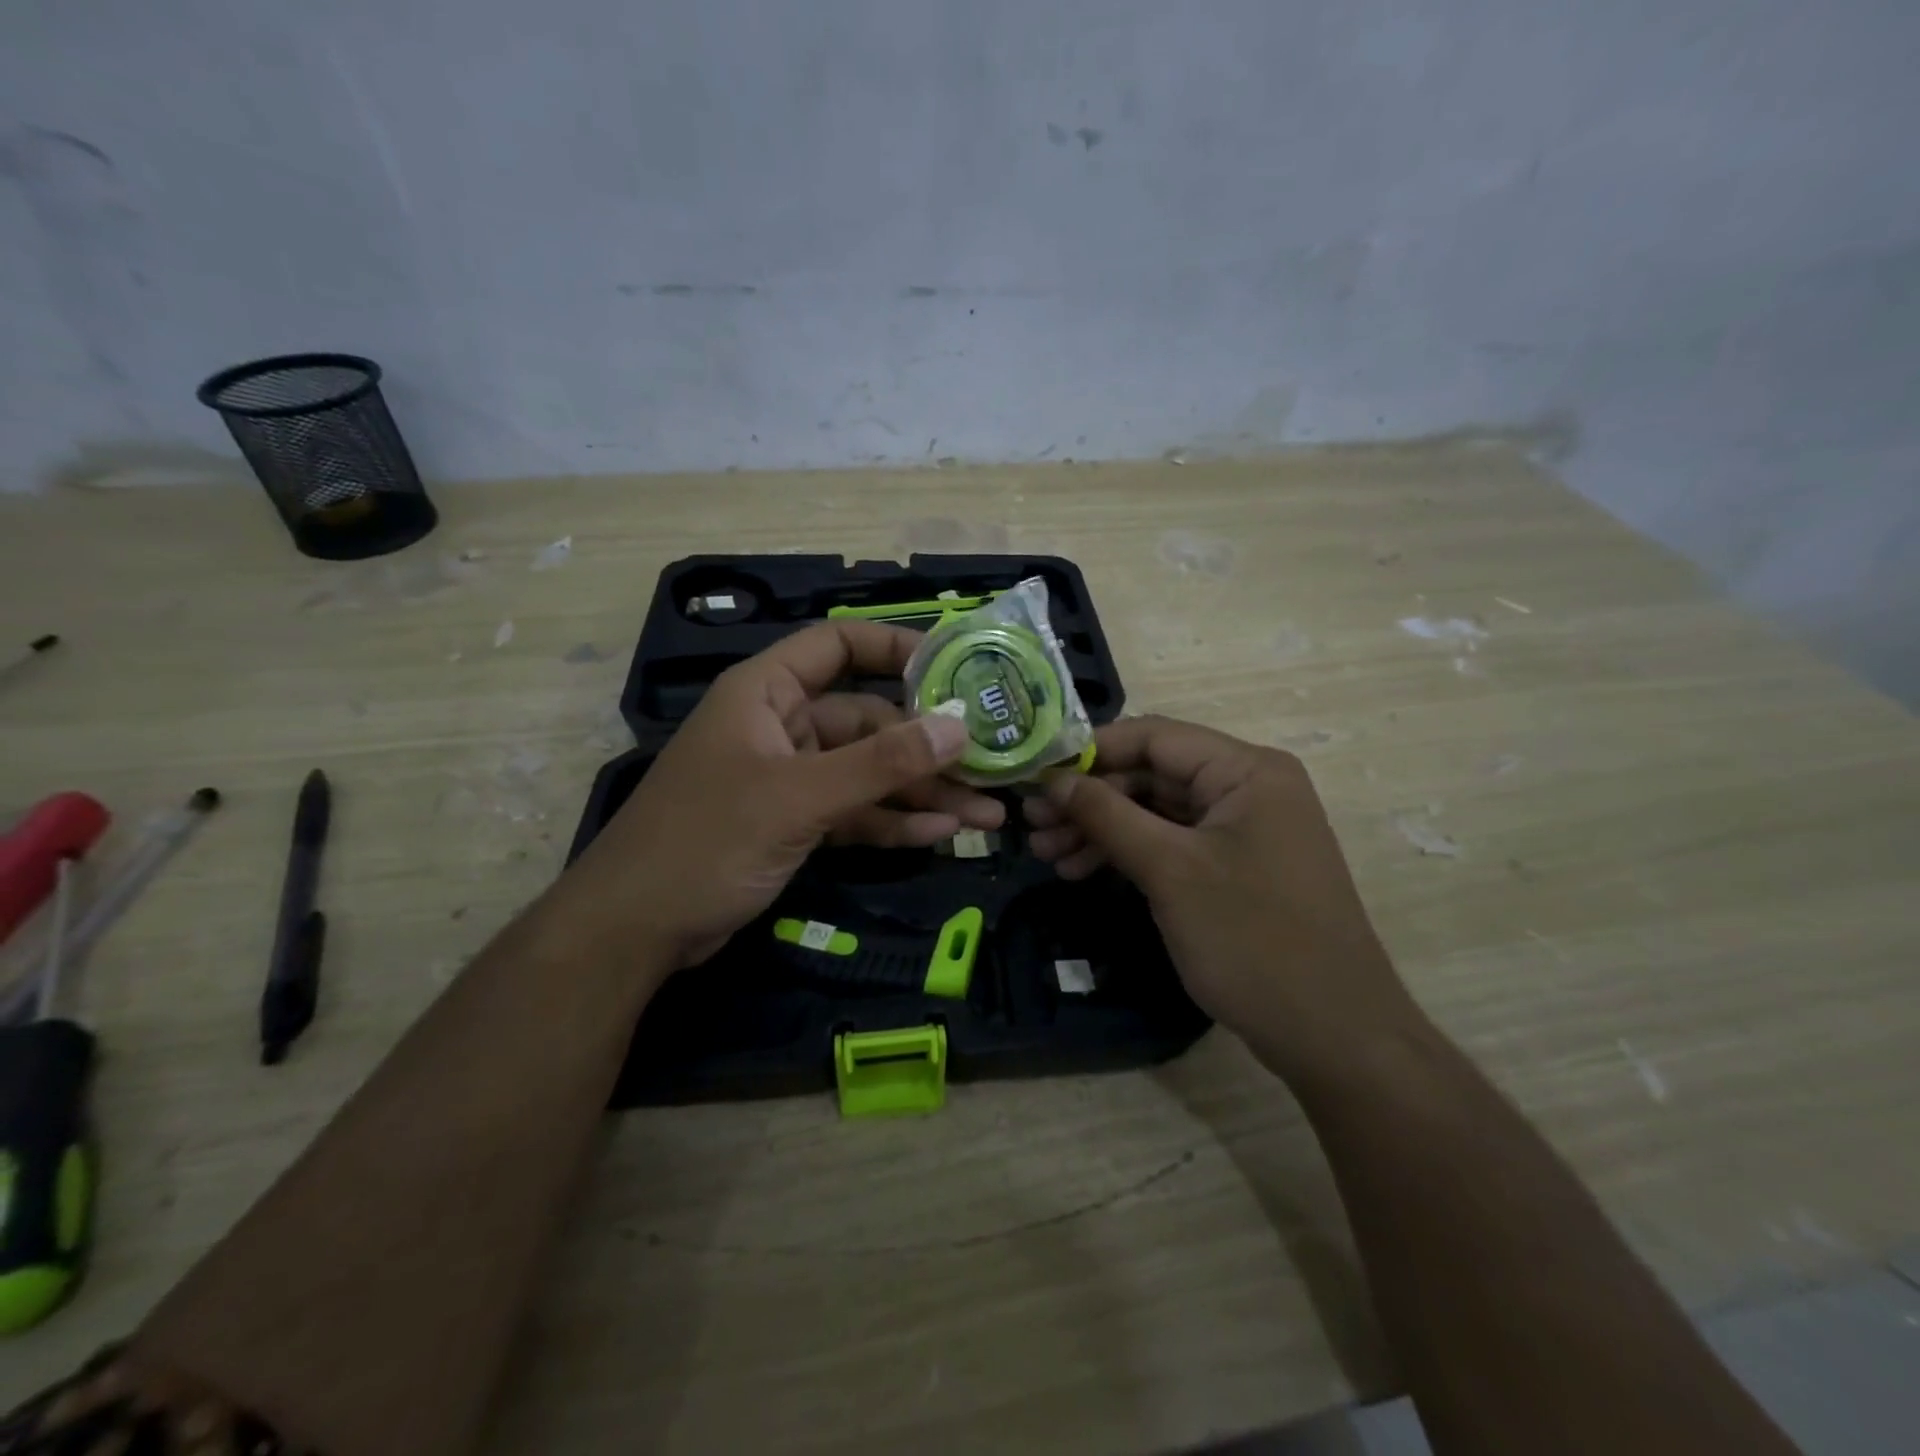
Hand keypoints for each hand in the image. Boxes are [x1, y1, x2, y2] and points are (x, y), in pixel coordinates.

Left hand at [562, 621, 1003, 967]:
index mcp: (767, 692)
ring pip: (868, 774)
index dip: (895, 648)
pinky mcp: (795, 825)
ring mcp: (790, 779)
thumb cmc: (706, 841)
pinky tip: (941, 834)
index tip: (956, 666)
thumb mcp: (800, 797)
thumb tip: (959, 727)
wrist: (634, 931)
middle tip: (993, 765)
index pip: (838, 645)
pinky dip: (893, 823)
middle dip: (928, 747)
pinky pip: (855, 813)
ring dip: (922, 793)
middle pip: (868, 721)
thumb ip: (881, 763)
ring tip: (988, 815)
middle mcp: (782, 727)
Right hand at [1024, 716, 1417, 1081]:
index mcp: (1246, 770)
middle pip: (1151, 774)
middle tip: (1032, 826)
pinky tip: (1082, 871)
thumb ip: (1108, 815)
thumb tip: (1054, 780)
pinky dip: (1128, 853)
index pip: (1153, 736)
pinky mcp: (1235, 866)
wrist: (1334, 1035)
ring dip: (1101, 829)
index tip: (1037, 775)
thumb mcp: (1171, 871)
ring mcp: (1243, 829)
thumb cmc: (1253, 939)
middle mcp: (1248, 787)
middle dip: (1090, 799)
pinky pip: (1172, 843)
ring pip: (1156, 811)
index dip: (1090, 752)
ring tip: (1046, 855)